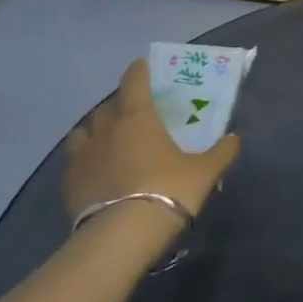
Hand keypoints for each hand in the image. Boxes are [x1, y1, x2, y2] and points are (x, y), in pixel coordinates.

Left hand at [62, 58, 240, 231]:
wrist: (122, 236)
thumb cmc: (169, 190)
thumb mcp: (206, 171)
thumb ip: (221, 151)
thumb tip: (234, 138)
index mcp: (139, 117)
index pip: (135, 81)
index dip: (139, 70)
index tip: (143, 65)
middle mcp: (107, 130)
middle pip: (108, 106)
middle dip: (119, 104)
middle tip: (133, 112)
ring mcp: (83, 157)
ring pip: (83, 132)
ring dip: (95, 130)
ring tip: (107, 140)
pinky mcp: (68, 185)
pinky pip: (74, 163)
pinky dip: (84, 161)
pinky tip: (95, 172)